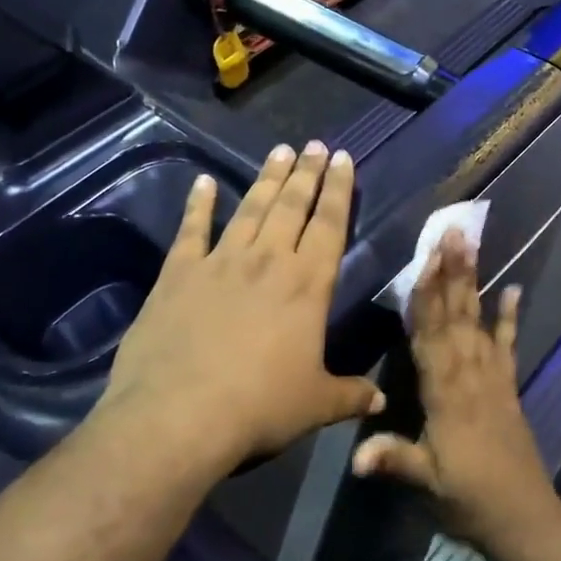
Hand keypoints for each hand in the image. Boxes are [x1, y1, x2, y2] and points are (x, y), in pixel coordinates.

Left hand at [98, 141, 383, 473]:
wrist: (179, 415)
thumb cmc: (259, 407)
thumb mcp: (315, 404)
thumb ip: (350, 395)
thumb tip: (382, 402)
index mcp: (307, 285)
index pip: (330, 225)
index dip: (339, 190)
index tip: (343, 159)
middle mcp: (268, 262)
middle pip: (292, 206)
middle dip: (306, 173)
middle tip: (314, 145)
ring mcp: (220, 263)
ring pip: (251, 209)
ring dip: (266, 179)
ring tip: (279, 151)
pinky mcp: (178, 274)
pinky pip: (192, 230)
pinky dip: (198, 205)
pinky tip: (203, 183)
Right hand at [350, 230, 560, 555]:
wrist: (524, 518)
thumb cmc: (469, 500)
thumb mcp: (429, 483)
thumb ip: (395, 461)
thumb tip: (355, 456)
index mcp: (445, 392)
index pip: (430, 334)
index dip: (426, 296)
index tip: (425, 258)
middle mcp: (469, 374)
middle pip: (456, 315)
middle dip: (452, 272)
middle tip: (452, 231)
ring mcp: (492, 377)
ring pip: (478, 321)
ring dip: (474, 282)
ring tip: (472, 245)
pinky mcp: (508, 387)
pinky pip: (509, 345)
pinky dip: (511, 318)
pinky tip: (515, 290)